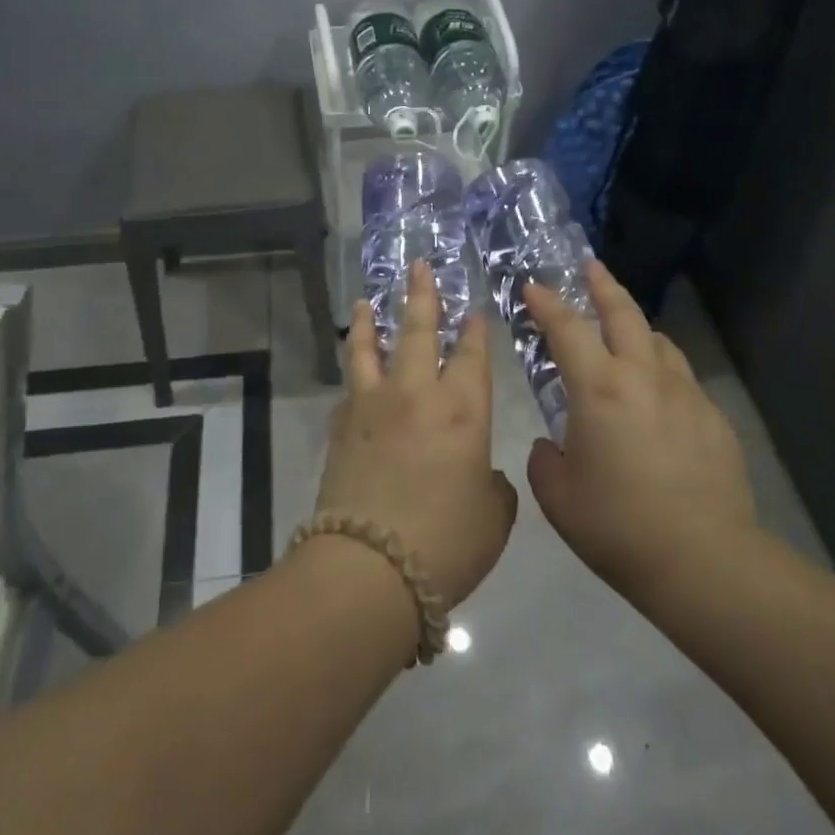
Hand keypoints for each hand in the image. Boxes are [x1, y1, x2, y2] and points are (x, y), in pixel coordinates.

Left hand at [314, 261, 517, 608]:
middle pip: (417, 331)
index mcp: (462, 410)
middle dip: (421, 295)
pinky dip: (353, 371)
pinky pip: (349, 386)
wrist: (369, 568)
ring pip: (369, 347)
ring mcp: (372, 405)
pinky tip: (354, 370)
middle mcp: (416, 394)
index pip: (470, 355)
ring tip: (364, 301)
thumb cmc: (446, 543)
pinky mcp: (341, 426)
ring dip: (368, 320)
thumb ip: (493, 485)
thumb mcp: (493, 518)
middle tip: (418, 266)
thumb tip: (479, 473)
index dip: (474, 330)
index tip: (472, 309)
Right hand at [524, 260, 760, 603]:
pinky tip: (658, 398)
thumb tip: (553, 446)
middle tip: (590, 268)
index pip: (567, 328)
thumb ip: (545, 460)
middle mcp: (643, 377)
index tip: (534, 286)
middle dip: (603, 286)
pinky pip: (681, 379)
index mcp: (599, 389)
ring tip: (624, 334)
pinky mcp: (713, 418)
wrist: (704, 561)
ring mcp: (685, 394)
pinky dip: (662, 372)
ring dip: (636, 329)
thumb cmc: (617, 526)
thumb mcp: (558, 497)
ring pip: (658, 342)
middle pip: (623, 314)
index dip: (547, 303)